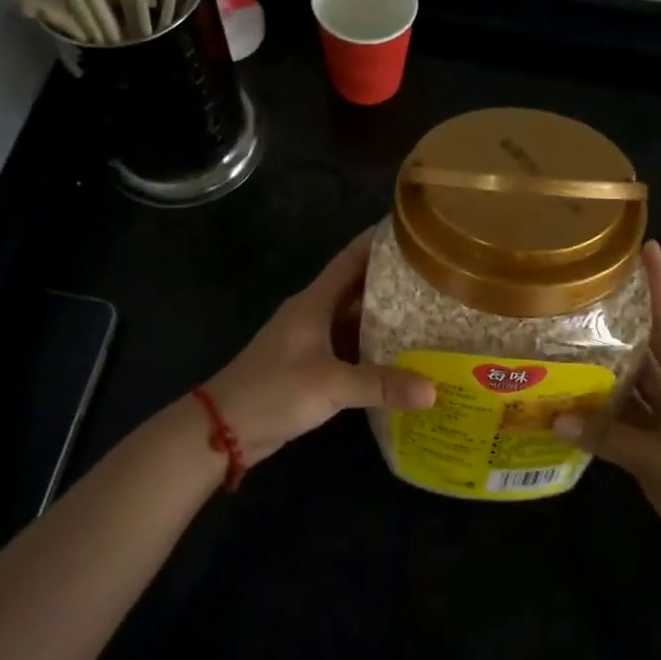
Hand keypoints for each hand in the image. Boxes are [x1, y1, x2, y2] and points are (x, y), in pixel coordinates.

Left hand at [206, 230, 436, 469]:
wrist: (224, 428)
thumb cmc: (273, 391)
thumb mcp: (329, 385)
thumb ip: (381, 384)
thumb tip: (433, 390)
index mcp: (314, 303)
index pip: (351, 259)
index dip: (380, 242)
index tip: (416, 231)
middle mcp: (314, 315)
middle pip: (359, 288)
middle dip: (394, 282)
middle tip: (437, 277)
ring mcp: (312, 342)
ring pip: (357, 321)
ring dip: (387, 318)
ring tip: (430, 313)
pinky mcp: (312, 368)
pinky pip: (351, 349)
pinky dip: (375, 350)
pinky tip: (403, 357)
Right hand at [554, 241, 660, 574]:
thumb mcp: (659, 463)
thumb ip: (608, 437)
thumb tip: (555, 417)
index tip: (647, 248)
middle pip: (658, 343)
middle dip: (631, 314)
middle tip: (595, 286)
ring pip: (645, 376)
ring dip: (617, 357)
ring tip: (579, 329)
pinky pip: (637, 407)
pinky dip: (613, 398)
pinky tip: (582, 389)